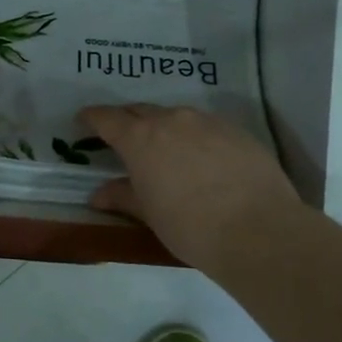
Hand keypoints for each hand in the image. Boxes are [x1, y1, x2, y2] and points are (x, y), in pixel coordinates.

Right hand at [78, 104, 302, 272]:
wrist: (258, 230)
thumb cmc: (190, 225)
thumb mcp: (149, 214)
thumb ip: (122, 196)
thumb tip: (98, 194)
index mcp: (140, 138)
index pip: (107, 118)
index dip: (92, 117)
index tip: (83, 120)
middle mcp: (171, 120)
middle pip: (140, 110)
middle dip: (127, 120)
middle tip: (122, 137)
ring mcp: (207, 122)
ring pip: (176, 116)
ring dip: (163, 127)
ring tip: (165, 149)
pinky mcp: (237, 131)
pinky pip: (206, 126)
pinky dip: (195, 137)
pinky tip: (202, 159)